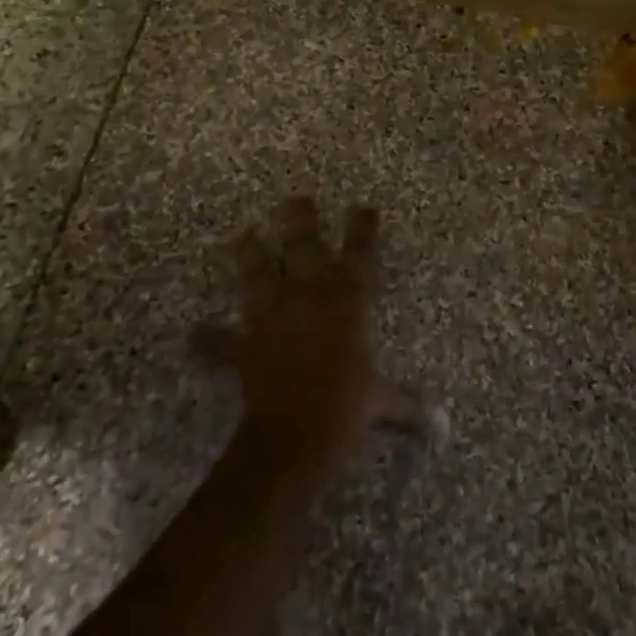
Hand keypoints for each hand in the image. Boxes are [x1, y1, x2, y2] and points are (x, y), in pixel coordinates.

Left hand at [196, 197, 420, 464]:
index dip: (362, 228)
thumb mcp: (381, 402)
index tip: (362, 208)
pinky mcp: (247, 344)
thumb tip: (441, 423)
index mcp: (347, 302)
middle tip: (295, 199)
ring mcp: (274, 316)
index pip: (360, 254)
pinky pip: (223, 342)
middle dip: (300, 220)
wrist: (294, 436)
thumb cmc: (346, 408)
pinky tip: (195, 334)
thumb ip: (408, 405)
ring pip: (259, 274)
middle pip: (304, 246)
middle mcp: (310, 297)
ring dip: (250, 254)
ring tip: (242, 235)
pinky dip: (209, 339)